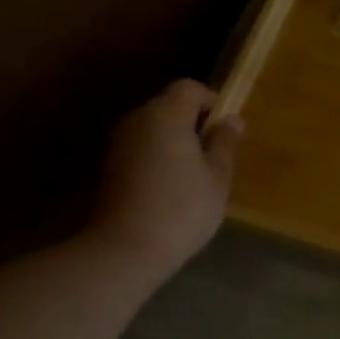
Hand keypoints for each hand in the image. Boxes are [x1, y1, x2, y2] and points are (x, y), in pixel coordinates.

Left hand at [87, 79, 241, 285]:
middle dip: (193, 123)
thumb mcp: (217, 178)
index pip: (189, 88)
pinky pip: (140, 150)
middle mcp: (137, 120)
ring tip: (193, 177)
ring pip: (152, 129)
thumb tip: (232, 120)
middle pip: (168, 106)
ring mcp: (117, 144)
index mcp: (166, 115)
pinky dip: (157, 158)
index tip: (225, 128)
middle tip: (214, 156)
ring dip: (174, 142)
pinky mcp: (107, 167)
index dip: (211, 100)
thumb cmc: (182, 209)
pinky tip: (169, 190)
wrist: (125, 250)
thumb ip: (225, 144)